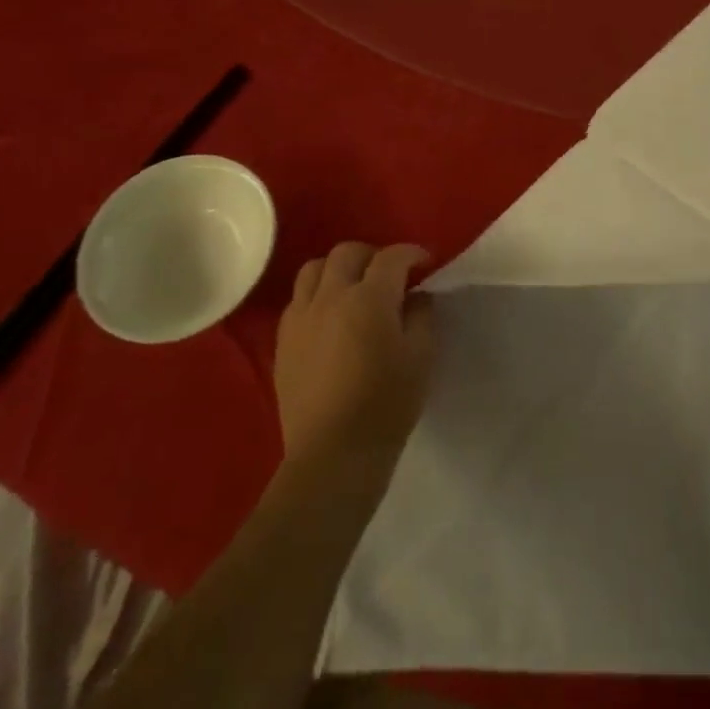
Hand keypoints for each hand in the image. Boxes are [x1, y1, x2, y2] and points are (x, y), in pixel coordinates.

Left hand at [275, 242, 435, 478]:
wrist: (333, 455)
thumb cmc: (386, 405)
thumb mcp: (421, 357)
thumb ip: (422, 316)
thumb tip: (416, 295)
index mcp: (369, 298)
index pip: (392, 257)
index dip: (413, 255)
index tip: (426, 265)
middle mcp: (331, 297)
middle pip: (348, 253)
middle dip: (373, 256)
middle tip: (390, 276)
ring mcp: (301, 317)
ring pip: (314, 269)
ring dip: (339, 270)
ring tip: (354, 289)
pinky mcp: (283, 341)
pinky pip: (298, 300)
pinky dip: (317, 295)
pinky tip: (330, 318)